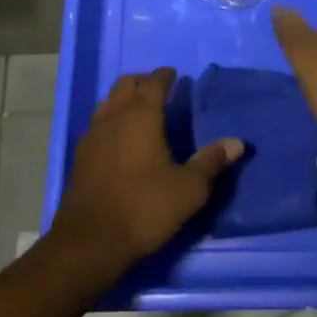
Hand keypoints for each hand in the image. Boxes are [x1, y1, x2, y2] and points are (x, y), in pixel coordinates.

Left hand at [49, 69, 242, 273]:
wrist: (90, 241)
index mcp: (141, 115)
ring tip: (138, 111)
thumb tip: (237, 143)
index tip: (175, 75)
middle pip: (126, 84)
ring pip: (107, 102)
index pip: (154, 82)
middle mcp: (114, 116)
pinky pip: (97, 124)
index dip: (165, 76)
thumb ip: (211, 162)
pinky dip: (110, 120)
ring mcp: (93, 134)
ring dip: (123, 99)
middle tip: (158, 89)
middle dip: (142, 81)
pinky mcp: (80, 155)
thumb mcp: (188, 189)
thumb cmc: (144, 207)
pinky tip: (118, 139)